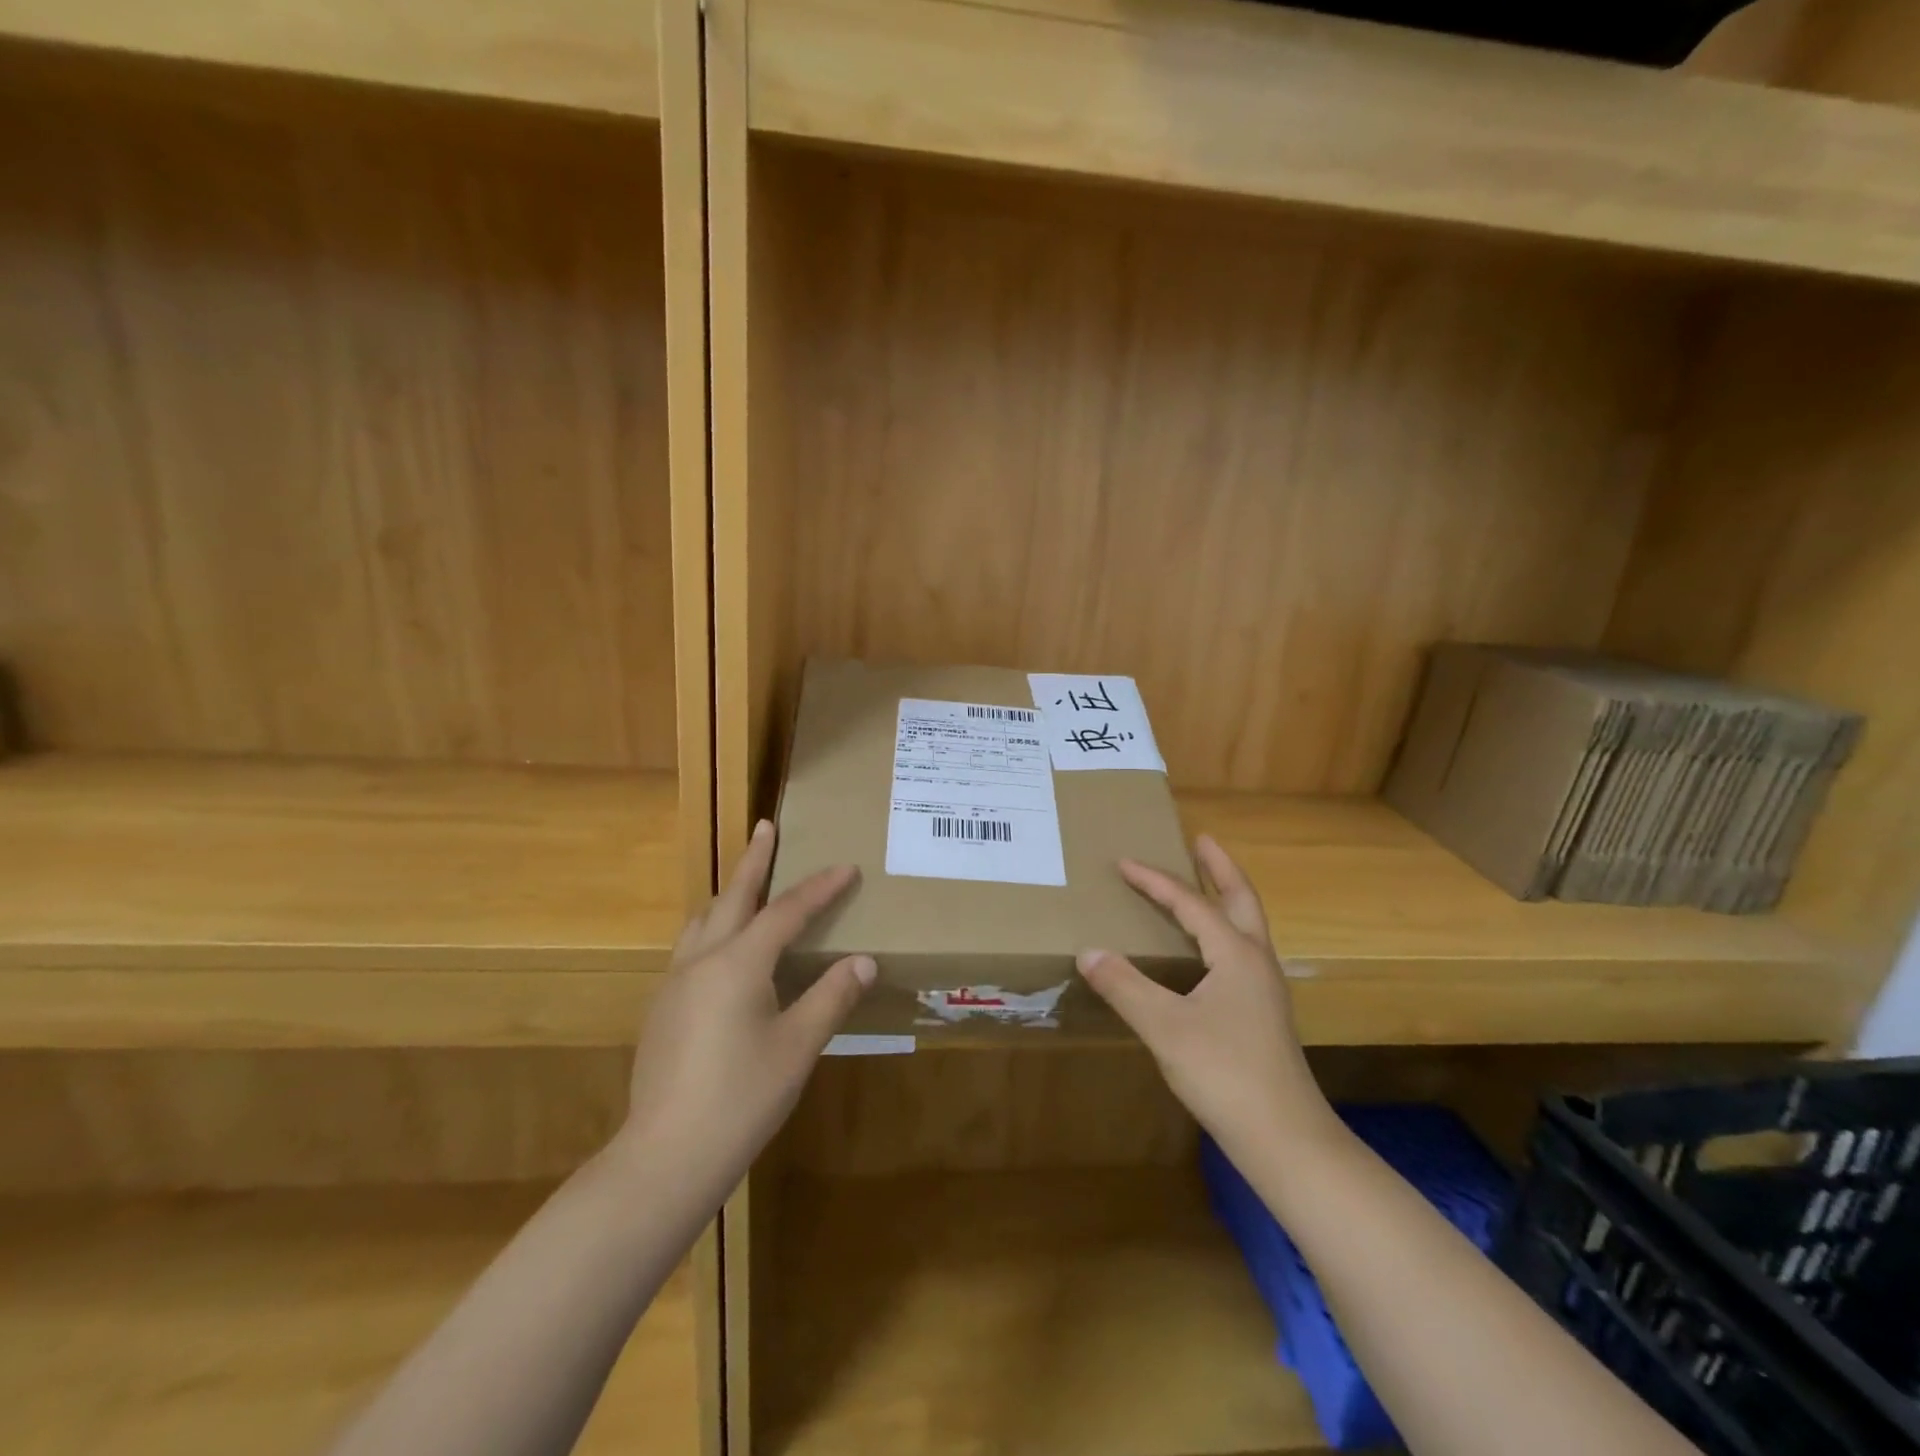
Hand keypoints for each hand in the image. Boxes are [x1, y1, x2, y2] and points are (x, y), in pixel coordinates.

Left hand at [617, 820, 874, 1199]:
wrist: (665, 1157)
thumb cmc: (742, 1098)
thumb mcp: (798, 1047)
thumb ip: (832, 997)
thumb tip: (863, 961)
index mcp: (739, 963)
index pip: (787, 911)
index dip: (820, 888)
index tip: (846, 867)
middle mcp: (702, 960)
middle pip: (733, 897)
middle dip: (754, 860)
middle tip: (765, 826)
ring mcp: (675, 984)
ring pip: (703, 921)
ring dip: (729, 894)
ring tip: (745, 883)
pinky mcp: (662, 1010)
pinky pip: (691, 948)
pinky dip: (713, 928)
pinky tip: (723, 951)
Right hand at [1076, 835, 1332, 1162]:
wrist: (1286, 1139)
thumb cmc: (1225, 1074)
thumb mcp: (1166, 1027)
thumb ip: (1125, 986)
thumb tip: (1089, 951)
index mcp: (1236, 954)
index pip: (1191, 904)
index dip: (1155, 881)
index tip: (1124, 862)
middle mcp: (1256, 962)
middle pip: (1241, 900)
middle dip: (1220, 868)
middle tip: (1201, 840)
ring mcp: (1265, 990)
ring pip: (1246, 927)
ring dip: (1225, 898)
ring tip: (1203, 885)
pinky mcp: (1263, 1014)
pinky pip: (1241, 952)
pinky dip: (1223, 931)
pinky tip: (1205, 951)